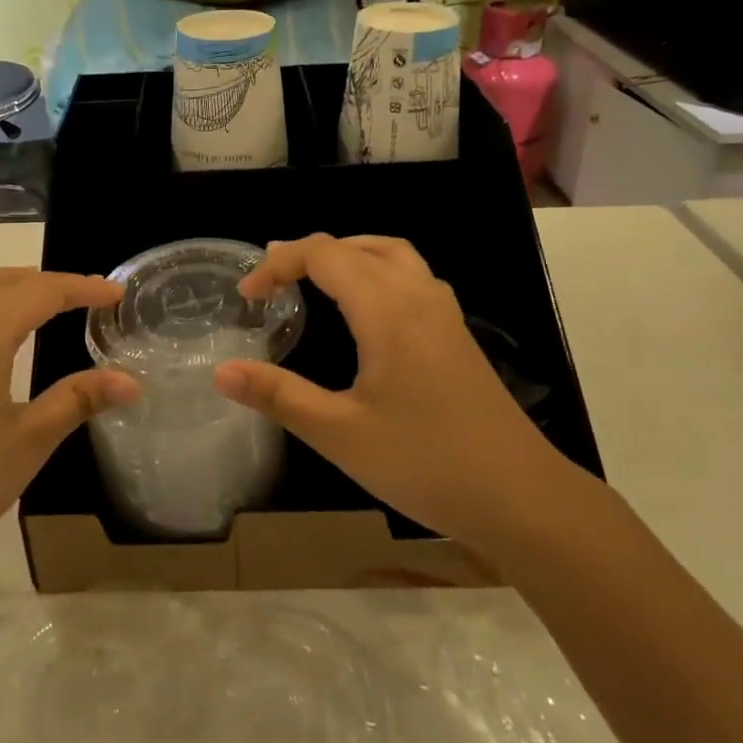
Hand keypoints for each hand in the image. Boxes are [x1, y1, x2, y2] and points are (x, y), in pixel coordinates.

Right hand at [214, 234, 567, 546]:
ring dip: (348, 254)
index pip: (324, 254)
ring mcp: (444, 313)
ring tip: (314, 280)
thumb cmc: (425, 463)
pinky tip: (367, 311)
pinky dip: (376, 271)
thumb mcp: (339, 434)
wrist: (521, 497)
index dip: (278, 264)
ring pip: (391, 254)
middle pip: (357, 245)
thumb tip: (221, 372)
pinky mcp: (457, 334)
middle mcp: (418, 296)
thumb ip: (278, 396)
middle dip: (308, 254)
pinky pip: (412, 276)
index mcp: (387, 309)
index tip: (247, 297)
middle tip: (271, 281)